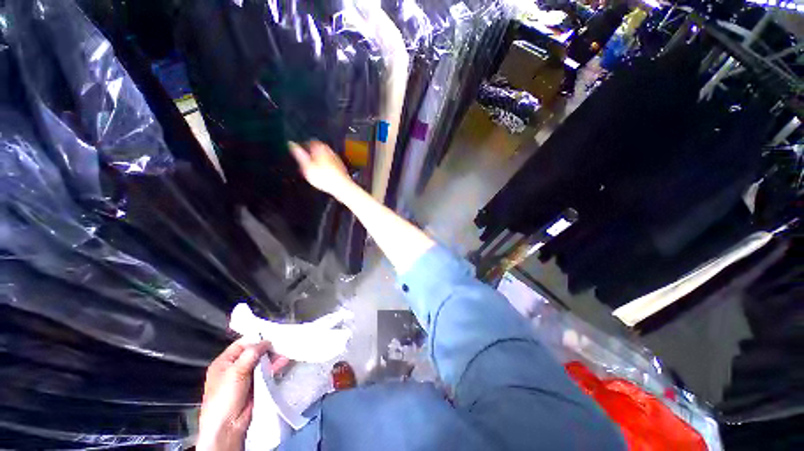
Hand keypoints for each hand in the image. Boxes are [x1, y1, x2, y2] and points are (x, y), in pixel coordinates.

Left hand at [197, 340, 285, 450]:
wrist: (228, 426)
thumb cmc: (225, 397)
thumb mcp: (236, 371)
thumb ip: (251, 353)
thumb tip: (266, 341)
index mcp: (224, 362)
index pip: (242, 344)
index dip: (256, 339)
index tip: (271, 335)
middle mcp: (235, 367)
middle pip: (254, 352)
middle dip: (267, 348)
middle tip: (281, 343)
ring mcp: (246, 377)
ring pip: (262, 362)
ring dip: (273, 357)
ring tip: (285, 352)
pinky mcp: (256, 385)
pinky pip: (266, 372)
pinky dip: (275, 366)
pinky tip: (284, 362)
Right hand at [289, 141, 353, 197]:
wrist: (342, 186)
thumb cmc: (323, 177)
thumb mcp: (307, 166)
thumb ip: (299, 154)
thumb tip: (291, 143)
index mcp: (320, 147)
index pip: (309, 142)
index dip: (303, 147)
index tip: (299, 155)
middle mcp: (329, 150)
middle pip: (317, 149)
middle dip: (311, 155)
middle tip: (305, 164)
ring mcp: (336, 158)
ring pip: (324, 157)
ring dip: (318, 161)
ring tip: (313, 170)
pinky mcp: (341, 167)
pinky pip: (330, 164)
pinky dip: (325, 167)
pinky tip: (323, 175)